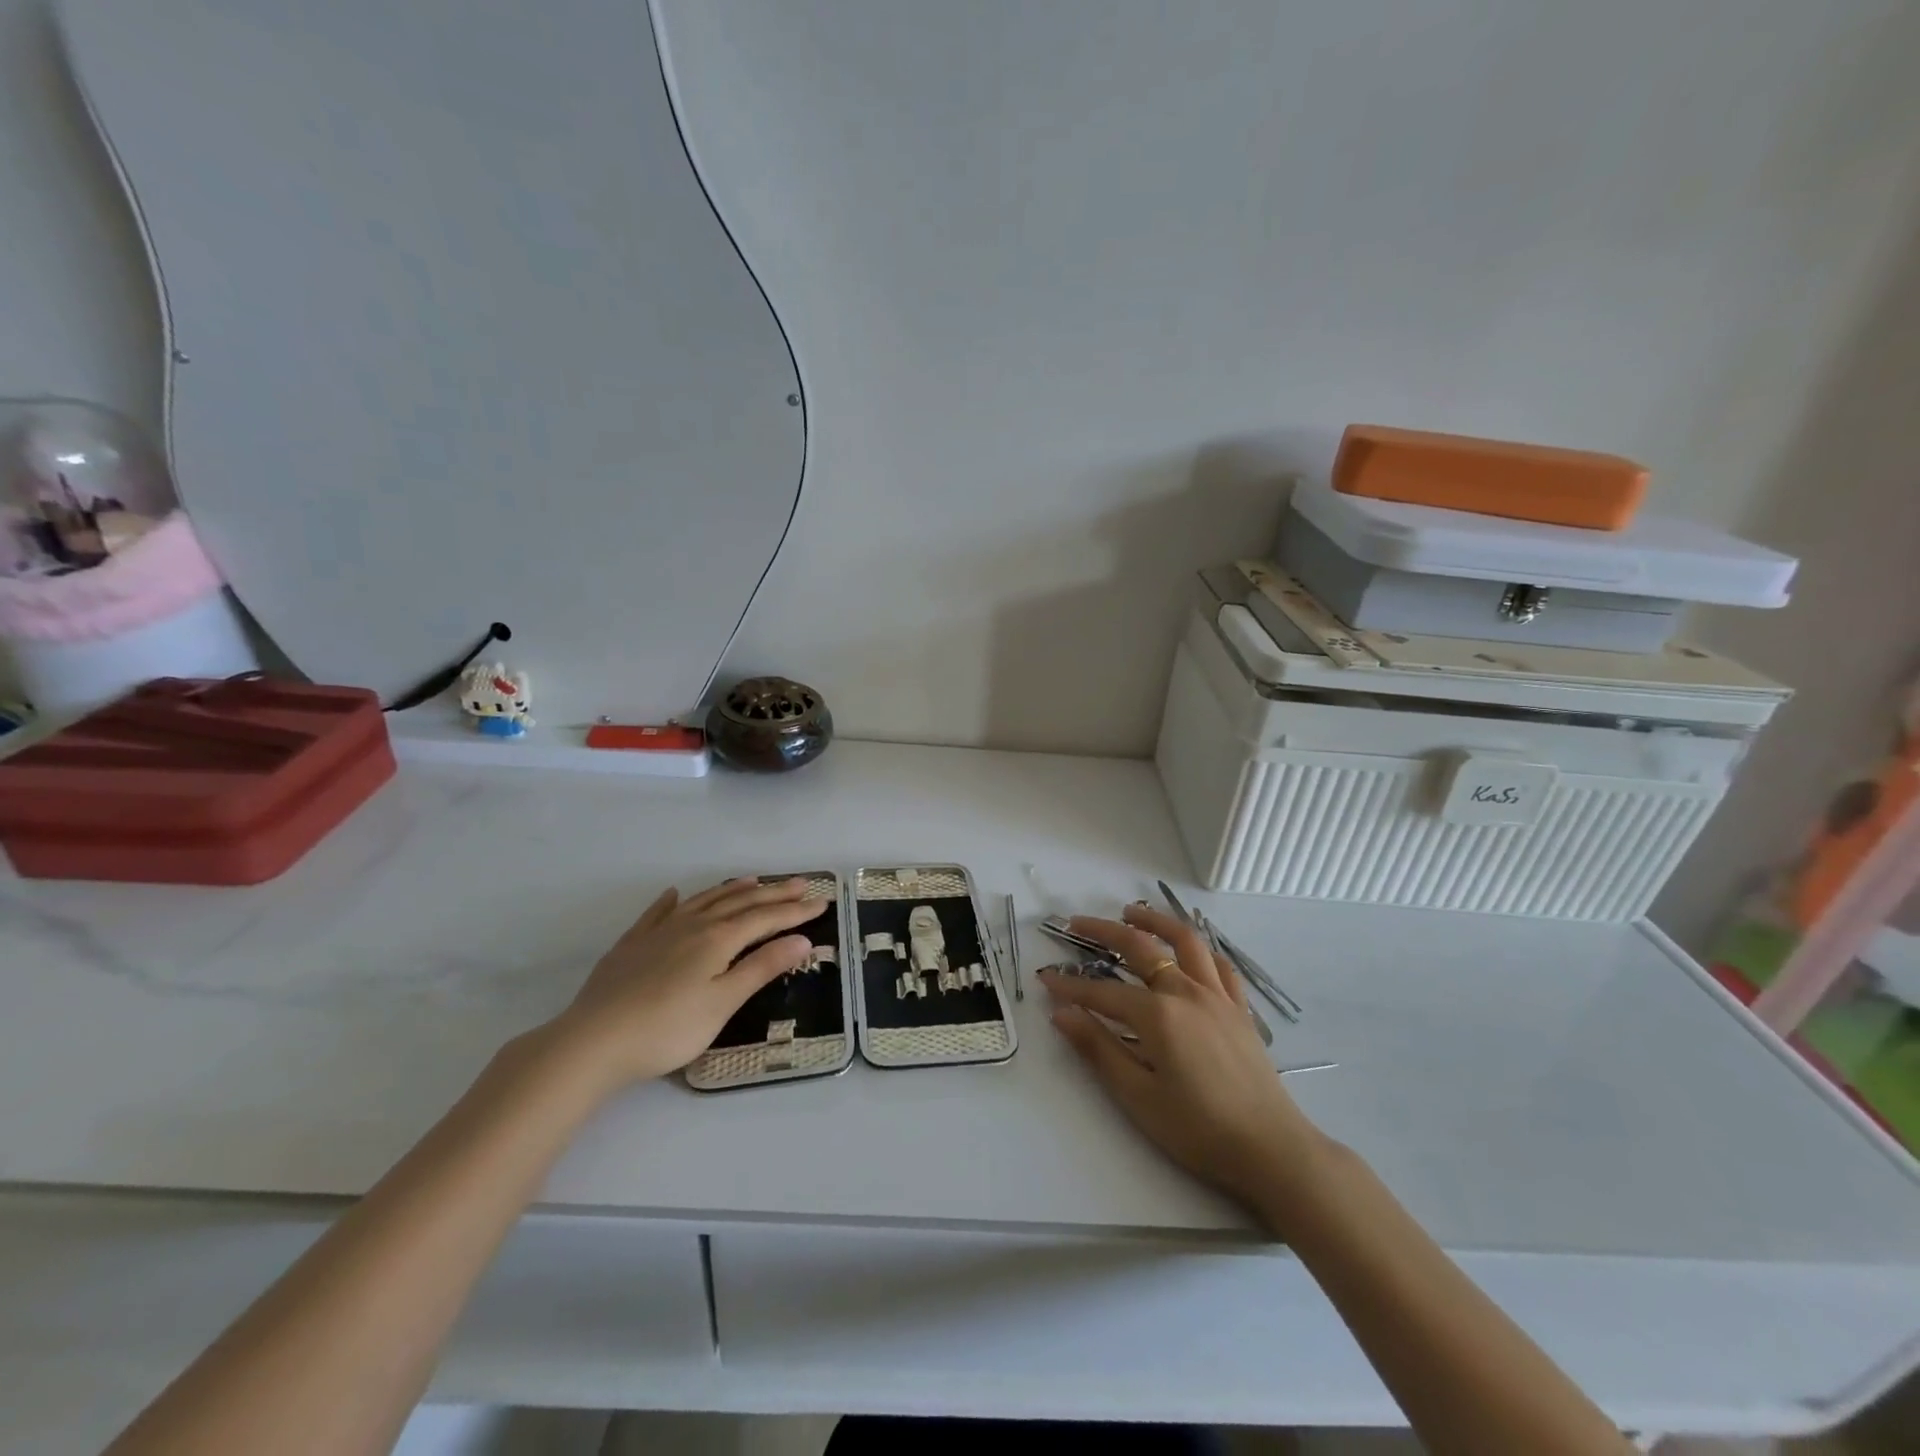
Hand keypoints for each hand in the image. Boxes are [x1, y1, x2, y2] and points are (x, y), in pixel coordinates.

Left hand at [547, 876, 827, 1088]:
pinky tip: (675, 894)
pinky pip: (658, 913)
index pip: (766, 918)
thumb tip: (802, 940)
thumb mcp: (723, 1002)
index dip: (796, 911)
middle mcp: (692, 926)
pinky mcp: (631, 945)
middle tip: (800, 883)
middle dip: (773, 893)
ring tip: (753, 880)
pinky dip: (672, 901)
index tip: (822, 902)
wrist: (593, 1041)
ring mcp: (659, 932)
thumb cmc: (668, 1028)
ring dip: (731, 889)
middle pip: (739, 903)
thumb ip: (761, 967)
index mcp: (718, 940)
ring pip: (703, 901)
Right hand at [1040, 904, 1324, 1212]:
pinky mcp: (1239, 1008)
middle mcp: (1186, 992)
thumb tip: (1061, 1013)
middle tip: (1077, 924)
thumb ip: (1098, 1049)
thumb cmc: (1199, 1130)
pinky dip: (1199, 949)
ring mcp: (1217, 996)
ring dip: (1155, 921)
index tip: (1045, 978)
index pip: (1102, 992)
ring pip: (1184, 941)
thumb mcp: (1138, 1097)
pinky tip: (1189, 950)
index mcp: (1158, 1015)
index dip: (1070, 986)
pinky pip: (1219, 965)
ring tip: (1132, 912)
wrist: (1272, 1149)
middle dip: (1103, 932)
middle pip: (1140, 947)